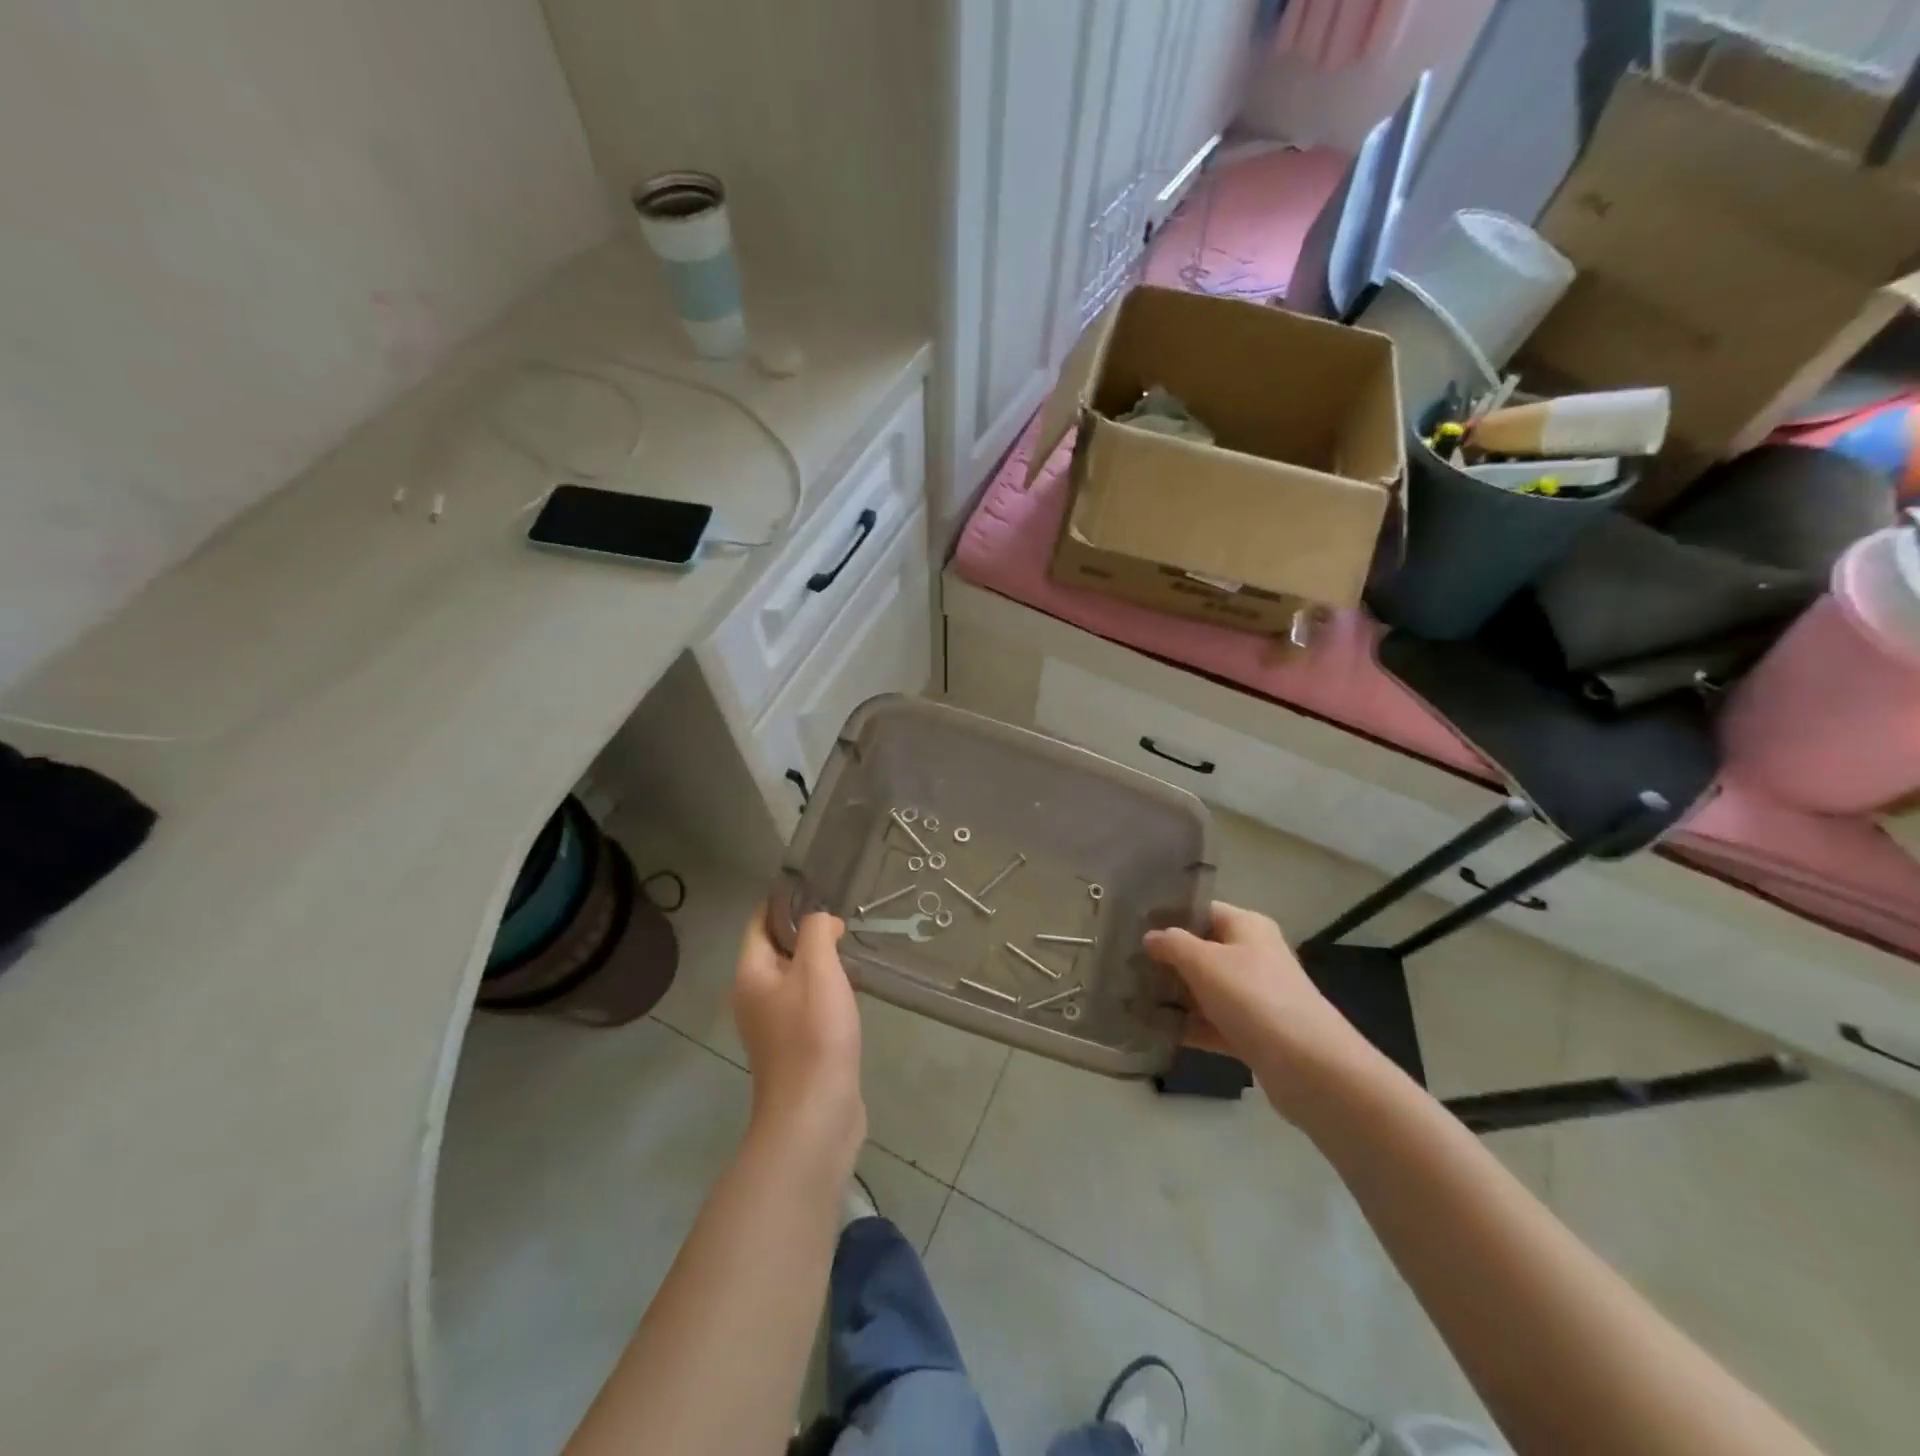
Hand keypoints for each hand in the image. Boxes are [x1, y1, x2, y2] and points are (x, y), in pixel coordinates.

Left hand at [732, 908, 865, 1167]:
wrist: (816, 1113)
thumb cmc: (813, 1034)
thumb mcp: (817, 969)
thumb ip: (817, 931)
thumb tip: (823, 922)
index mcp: (751, 975)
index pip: (758, 923)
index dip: (782, 902)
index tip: (816, 887)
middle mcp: (754, 998)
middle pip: (775, 950)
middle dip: (805, 931)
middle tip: (841, 917)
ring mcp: (773, 1027)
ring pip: (794, 979)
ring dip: (818, 962)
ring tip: (850, 948)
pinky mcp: (795, 1048)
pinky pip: (807, 1005)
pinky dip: (825, 991)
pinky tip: (851, 991)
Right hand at [1145, 901, 1372, 1119]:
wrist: (1310, 1068)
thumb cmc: (1254, 998)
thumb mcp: (1205, 962)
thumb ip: (1173, 945)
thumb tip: (1151, 937)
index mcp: (1247, 927)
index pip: (1202, 910)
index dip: (1169, 916)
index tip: (1131, 927)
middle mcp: (1254, 956)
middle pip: (1202, 950)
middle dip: (1166, 959)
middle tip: (1123, 964)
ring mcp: (1255, 997)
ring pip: (1205, 989)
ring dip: (1174, 995)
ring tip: (1130, 997)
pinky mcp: (1254, 1034)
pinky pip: (1213, 1023)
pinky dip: (1188, 1026)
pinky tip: (1155, 1031)